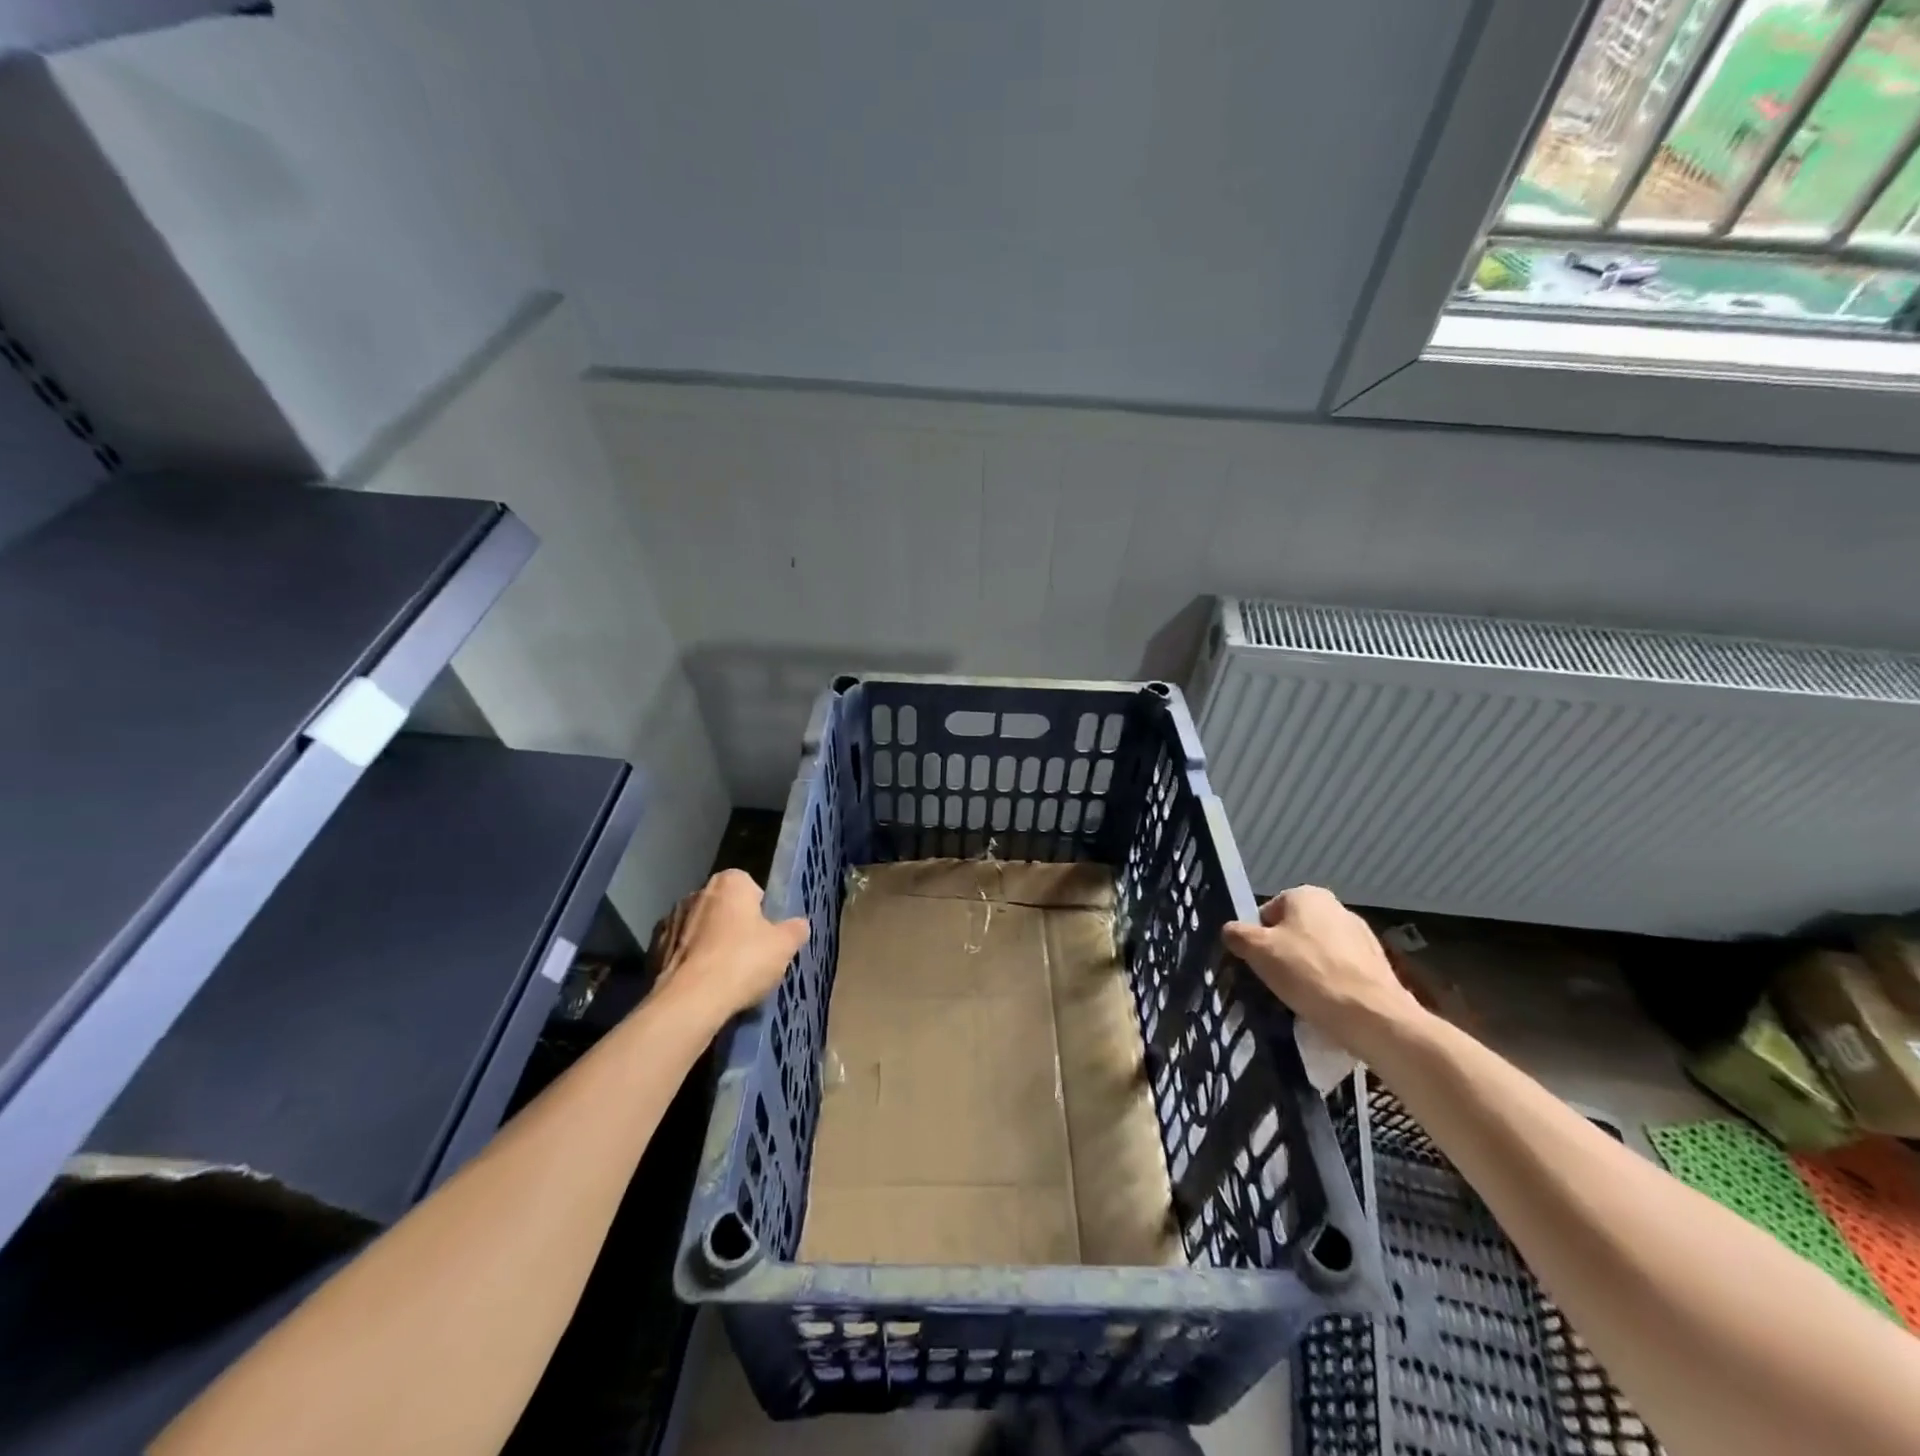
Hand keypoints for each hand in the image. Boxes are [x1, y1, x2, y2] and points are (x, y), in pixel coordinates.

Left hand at [652, 869, 808, 1020]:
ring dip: (709, 944)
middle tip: (749, 956)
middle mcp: (696, 892)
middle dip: (734, 926)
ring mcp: (670, 920)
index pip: (751, 887)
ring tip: (724, 977)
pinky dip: (690, 963)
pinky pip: (680, 952)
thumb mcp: (784, 946)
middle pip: (724, 908)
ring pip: (699, 929)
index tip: (766, 936)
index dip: (761, 911)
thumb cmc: (743, 962)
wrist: (689, 1001)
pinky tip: (702, 986)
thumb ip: (795, 930)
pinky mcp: (653, 949)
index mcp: (729, 882)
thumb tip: (799, 925)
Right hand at [1223, 886, 1424, 1052]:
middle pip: (1293, 931)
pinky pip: (1340, 971)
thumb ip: (1237, 934)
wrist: (1373, 1016)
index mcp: (1307, 895)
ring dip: (1306, 970)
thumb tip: (1231, 931)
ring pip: (1317, 952)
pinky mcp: (1377, 964)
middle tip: (1275, 981)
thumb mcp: (1257, 950)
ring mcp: (1361, 936)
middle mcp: (1336, 907)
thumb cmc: (1308, 972)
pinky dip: (1330, 983)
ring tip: (1301, 998)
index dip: (1257, 939)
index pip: (1267, 913)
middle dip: (1282, 954)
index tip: (1257, 964)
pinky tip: (1326, 1004)